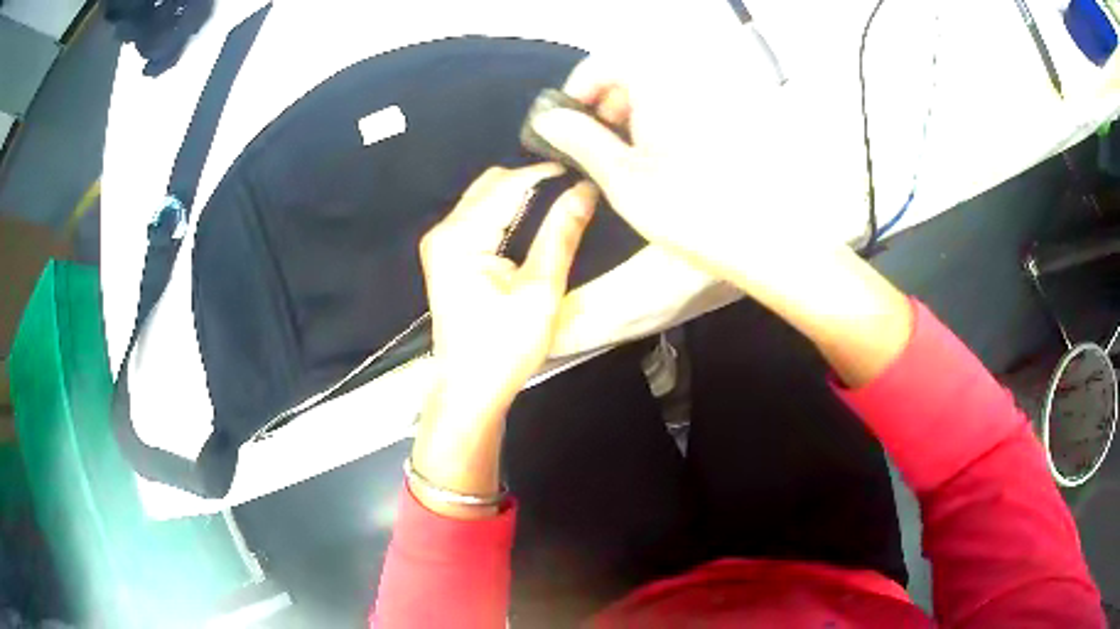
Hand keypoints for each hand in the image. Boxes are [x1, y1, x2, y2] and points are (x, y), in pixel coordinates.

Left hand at [410, 164, 596, 516]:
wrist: (469, 389)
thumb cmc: (505, 348)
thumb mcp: (541, 291)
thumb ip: (561, 234)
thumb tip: (584, 191)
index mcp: (461, 237)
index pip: (507, 185)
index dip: (544, 172)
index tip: (581, 168)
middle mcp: (444, 231)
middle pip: (490, 184)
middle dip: (530, 180)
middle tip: (572, 185)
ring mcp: (441, 243)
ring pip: (484, 197)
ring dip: (519, 194)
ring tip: (560, 196)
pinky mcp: (447, 255)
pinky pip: (479, 216)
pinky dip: (506, 211)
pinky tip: (534, 217)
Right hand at [528, 56, 833, 291]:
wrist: (767, 240)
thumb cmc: (690, 209)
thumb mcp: (622, 177)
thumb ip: (580, 140)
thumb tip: (548, 120)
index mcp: (659, 82)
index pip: (604, 63)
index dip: (577, 90)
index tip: (567, 126)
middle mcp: (690, 79)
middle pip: (635, 72)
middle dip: (607, 102)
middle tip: (599, 145)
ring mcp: (717, 97)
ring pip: (661, 90)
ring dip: (635, 113)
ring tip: (632, 157)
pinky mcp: (734, 119)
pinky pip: (687, 106)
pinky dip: (665, 121)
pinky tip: (668, 159)